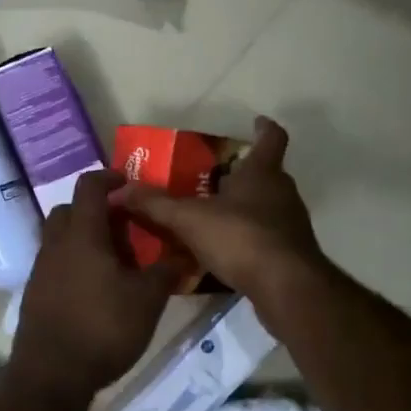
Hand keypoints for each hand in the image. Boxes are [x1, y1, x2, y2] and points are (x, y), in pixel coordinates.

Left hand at [9, 169, 178, 398]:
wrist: (50, 375)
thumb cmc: (103, 328)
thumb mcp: (147, 300)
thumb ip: (166, 271)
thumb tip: (184, 252)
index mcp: (82, 234)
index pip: (89, 186)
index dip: (110, 177)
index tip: (130, 184)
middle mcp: (55, 243)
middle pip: (70, 210)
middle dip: (96, 210)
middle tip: (125, 226)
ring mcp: (41, 269)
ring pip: (61, 237)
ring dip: (85, 238)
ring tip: (115, 260)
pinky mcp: (35, 293)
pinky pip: (55, 263)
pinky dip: (74, 263)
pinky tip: (96, 288)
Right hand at [114, 116, 326, 320]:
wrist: (287, 288)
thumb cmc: (241, 238)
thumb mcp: (189, 219)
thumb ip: (156, 205)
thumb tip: (119, 190)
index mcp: (262, 173)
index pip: (271, 138)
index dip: (264, 128)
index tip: (256, 122)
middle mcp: (282, 193)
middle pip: (266, 174)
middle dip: (242, 174)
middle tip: (212, 178)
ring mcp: (290, 225)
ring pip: (266, 207)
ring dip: (243, 208)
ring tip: (211, 216)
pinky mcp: (290, 254)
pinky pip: (265, 237)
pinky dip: (246, 238)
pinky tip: (222, 252)